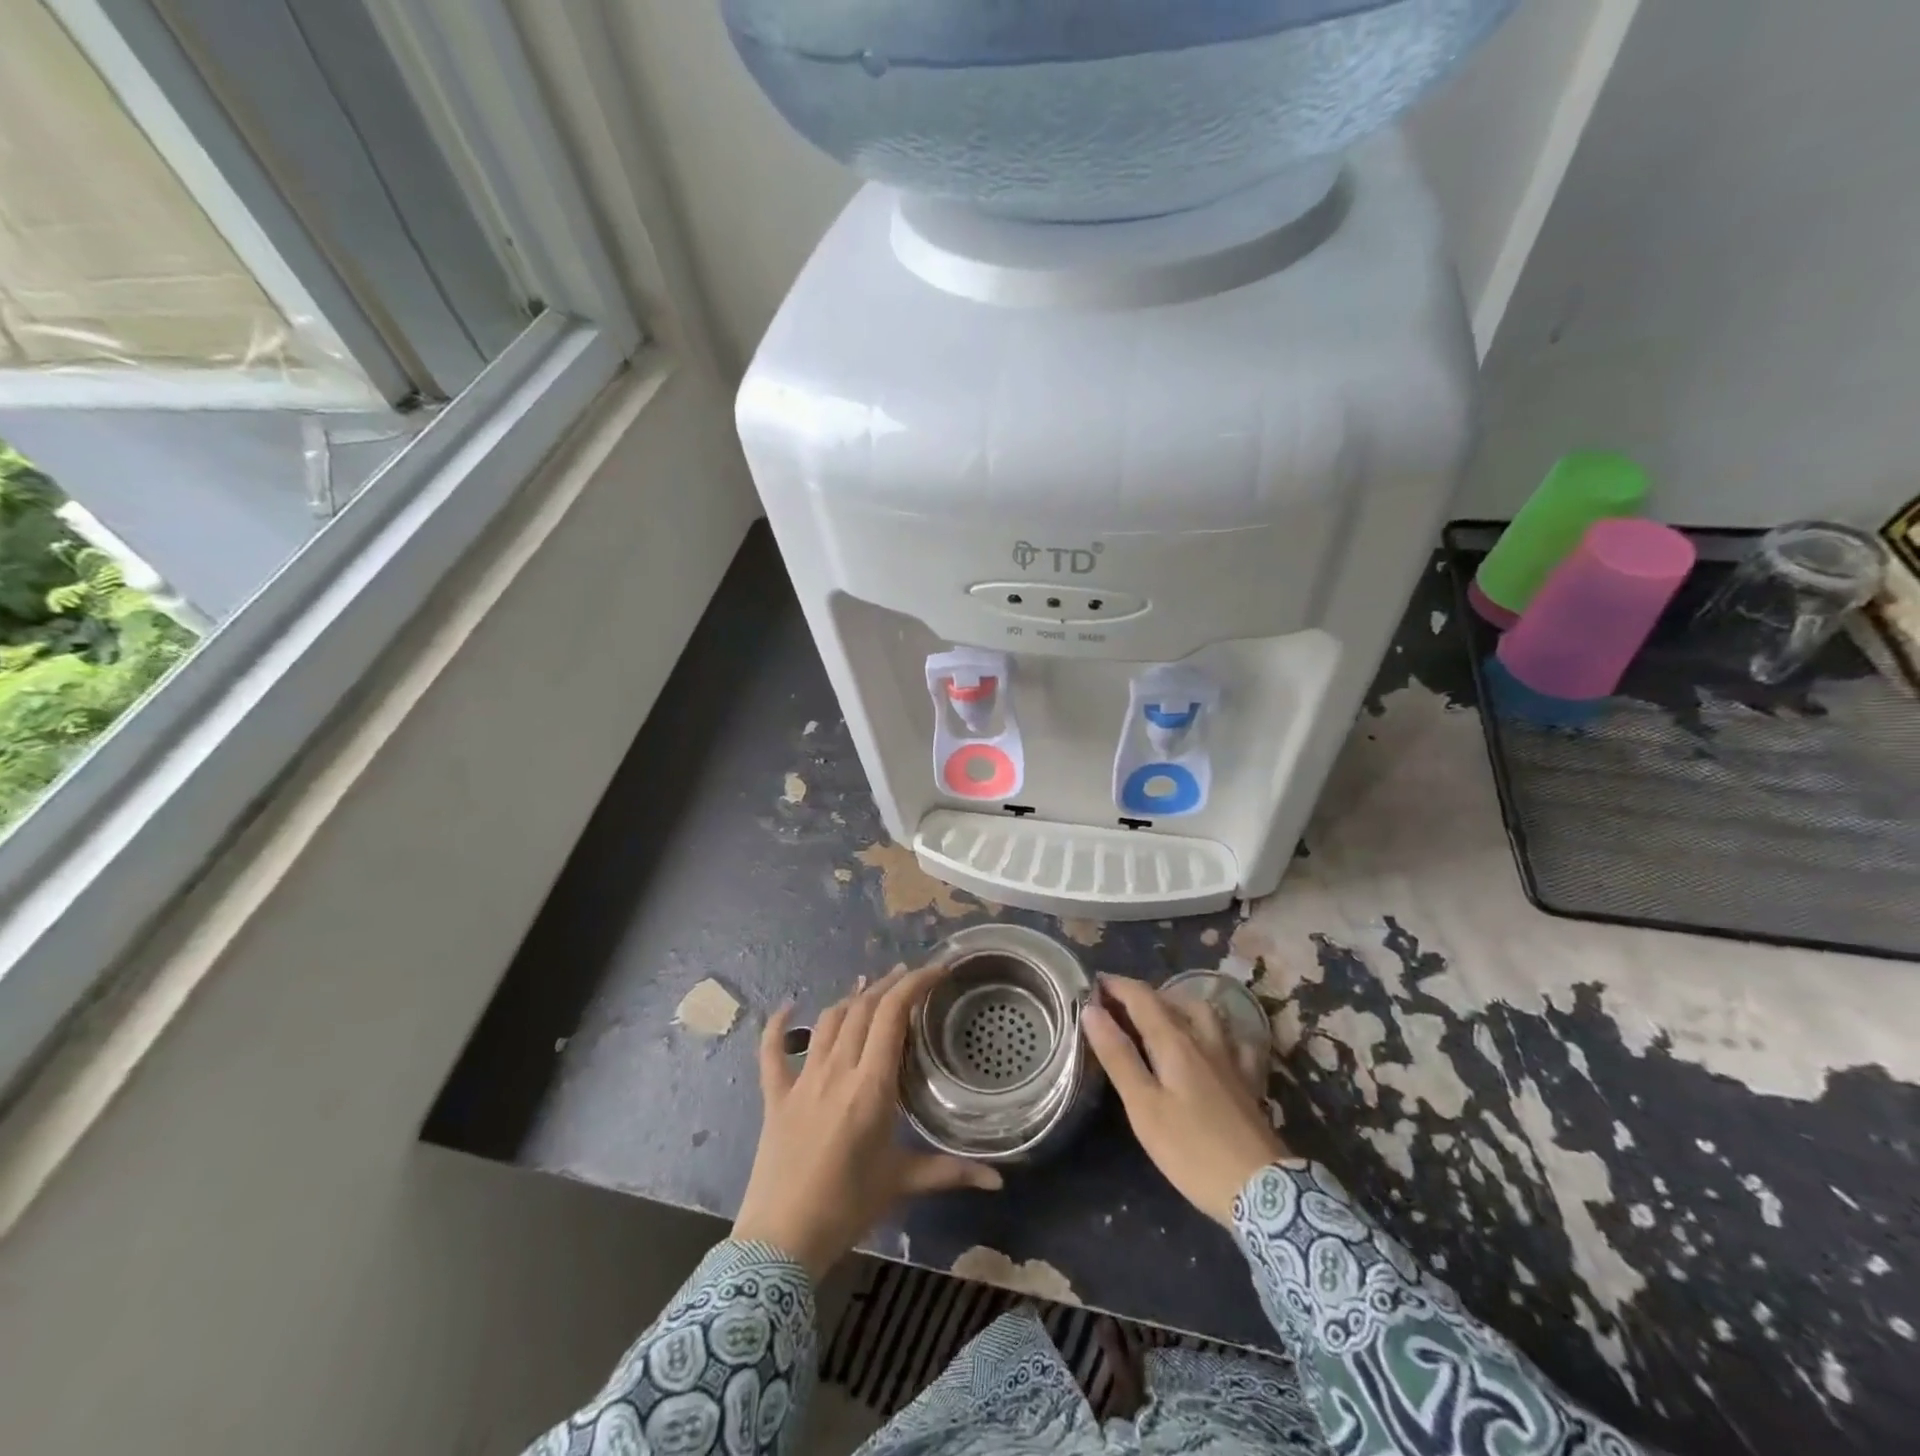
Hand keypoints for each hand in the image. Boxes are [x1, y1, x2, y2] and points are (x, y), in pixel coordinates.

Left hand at [733, 966, 1002, 1278]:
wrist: (780, 1242)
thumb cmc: (847, 1209)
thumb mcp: (901, 1183)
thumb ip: (950, 1172)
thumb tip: (998, 1178)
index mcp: (871, 1085)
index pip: (893, 1015)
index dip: (915, 984)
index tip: (936, 971)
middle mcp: (837, 1070)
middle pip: (863, 1009)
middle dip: (888, 985)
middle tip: (910, 977)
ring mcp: (802, 1080)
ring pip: (828, 1022)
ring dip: (850, 999)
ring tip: (868, 988)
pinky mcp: (775, 1096)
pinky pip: (772, 1052)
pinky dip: (777, 1026)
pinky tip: (786, 1007)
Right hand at [1082, 974, 1284, 1225]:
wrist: (1262, 1190)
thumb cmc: (1192, 1149)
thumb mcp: (1144, 1106)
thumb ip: (1118, 1056)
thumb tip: (1092, 1010)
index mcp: (1174, 1041)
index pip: (1141, 997)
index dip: (1116, 985)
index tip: (1091, 983)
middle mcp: (1203, 1039)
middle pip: (1170, 1001)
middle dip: (1139, 995)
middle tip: (1114, 1005)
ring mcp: (1230, 1058)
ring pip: (1203, 1013)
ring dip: (1176, 1004)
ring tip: (1158, 1015)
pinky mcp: (1248, 1080)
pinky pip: (1234, 1040)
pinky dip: (1217, 1031)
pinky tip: (1215, 1040)